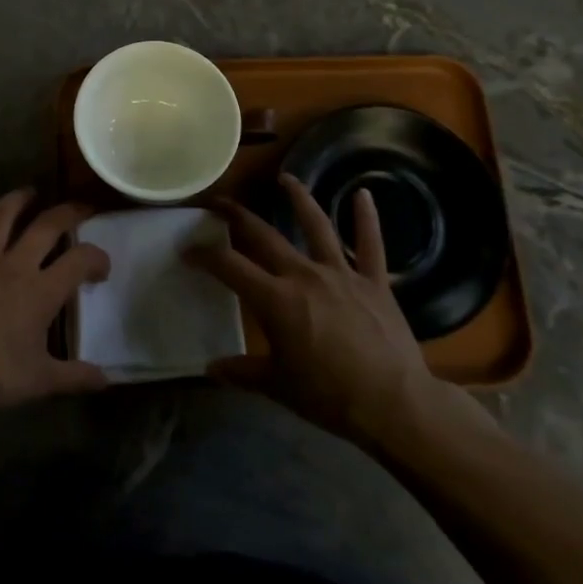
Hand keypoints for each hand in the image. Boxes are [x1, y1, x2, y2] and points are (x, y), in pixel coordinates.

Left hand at [0, 188, 110, 419]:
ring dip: (18, 200)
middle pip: (46, 226)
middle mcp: (14, 265)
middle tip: (81, 208)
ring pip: (1, 217)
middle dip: (69, 213)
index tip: (101, 268)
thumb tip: (105, 379)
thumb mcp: (39, 381)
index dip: (97, 258)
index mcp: (41, 291)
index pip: (80, 261)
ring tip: (30, 192)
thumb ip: (74, 377)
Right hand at [188, 175, 464, 453]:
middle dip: (238, 217)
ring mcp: (341, 274)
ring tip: (285, 178)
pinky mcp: (374, 281)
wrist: (395, 404)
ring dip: (299, 199)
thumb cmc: (330, 397)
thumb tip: (210, 368)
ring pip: (316, 226)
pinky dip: (367, 219)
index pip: (230, 267)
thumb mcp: (278, 387)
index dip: (205, 255)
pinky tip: (363, 194)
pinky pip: (370, 244)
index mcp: (276, 300)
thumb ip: (242, 372)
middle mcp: (304, 275)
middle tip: (221, 203)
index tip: (188, 249)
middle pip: (265, 236)